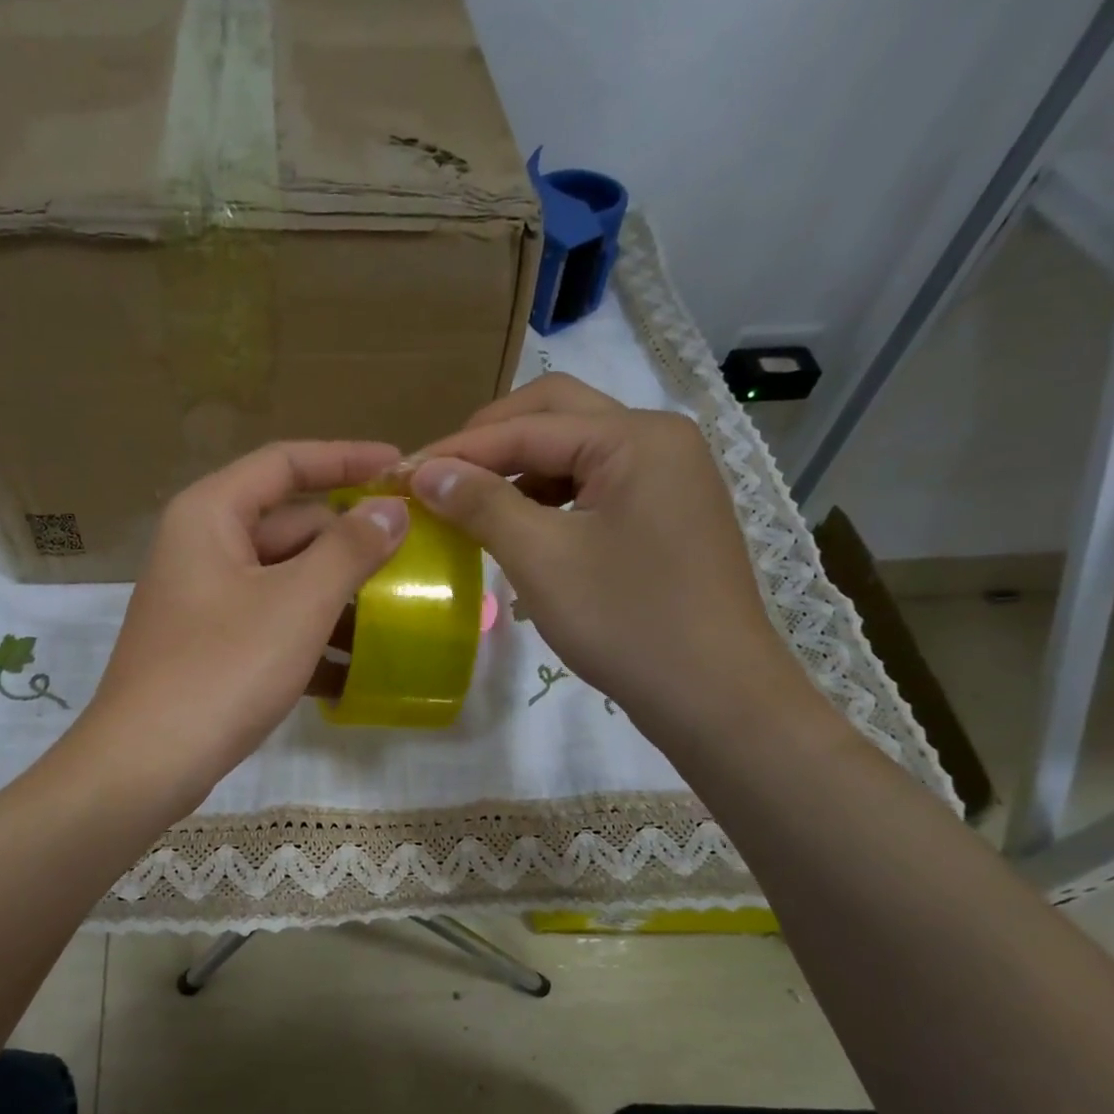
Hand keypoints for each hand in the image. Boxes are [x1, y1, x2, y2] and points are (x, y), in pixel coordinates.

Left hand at [80, 440, 408, 811]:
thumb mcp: (297, 603)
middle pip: (288, 527)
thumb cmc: (223, 668)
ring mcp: (203, 602)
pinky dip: (308, 642)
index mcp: (211, 515)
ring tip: (397, 619)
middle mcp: (202, 548)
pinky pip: (269, 627)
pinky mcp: (209, 648)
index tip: (401, 469)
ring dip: (336, 600)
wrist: (148, 762)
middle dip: (349, 545)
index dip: (346, 459)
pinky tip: (353, 674)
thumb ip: (349, 549)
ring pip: (283, 583)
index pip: (285, 463)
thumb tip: (390, 508)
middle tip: (412, 557)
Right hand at [412, 374, 819, 756]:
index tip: (399, 474)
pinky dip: (546, 501)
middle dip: (490, 443)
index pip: (528, 426)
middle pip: (556, 417)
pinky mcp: (663, 517)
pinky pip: (592, 489)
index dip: (457, 450)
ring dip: (517, 471)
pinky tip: (515, 529)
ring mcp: (666, 479)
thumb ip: (481, 504)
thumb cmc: (627, 622)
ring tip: (467, 503)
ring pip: (574, 454)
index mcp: (636, 437)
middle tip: (437, 476)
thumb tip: (424, 471)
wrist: (714, 696)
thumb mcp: (542, 559)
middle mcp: (658, 441)